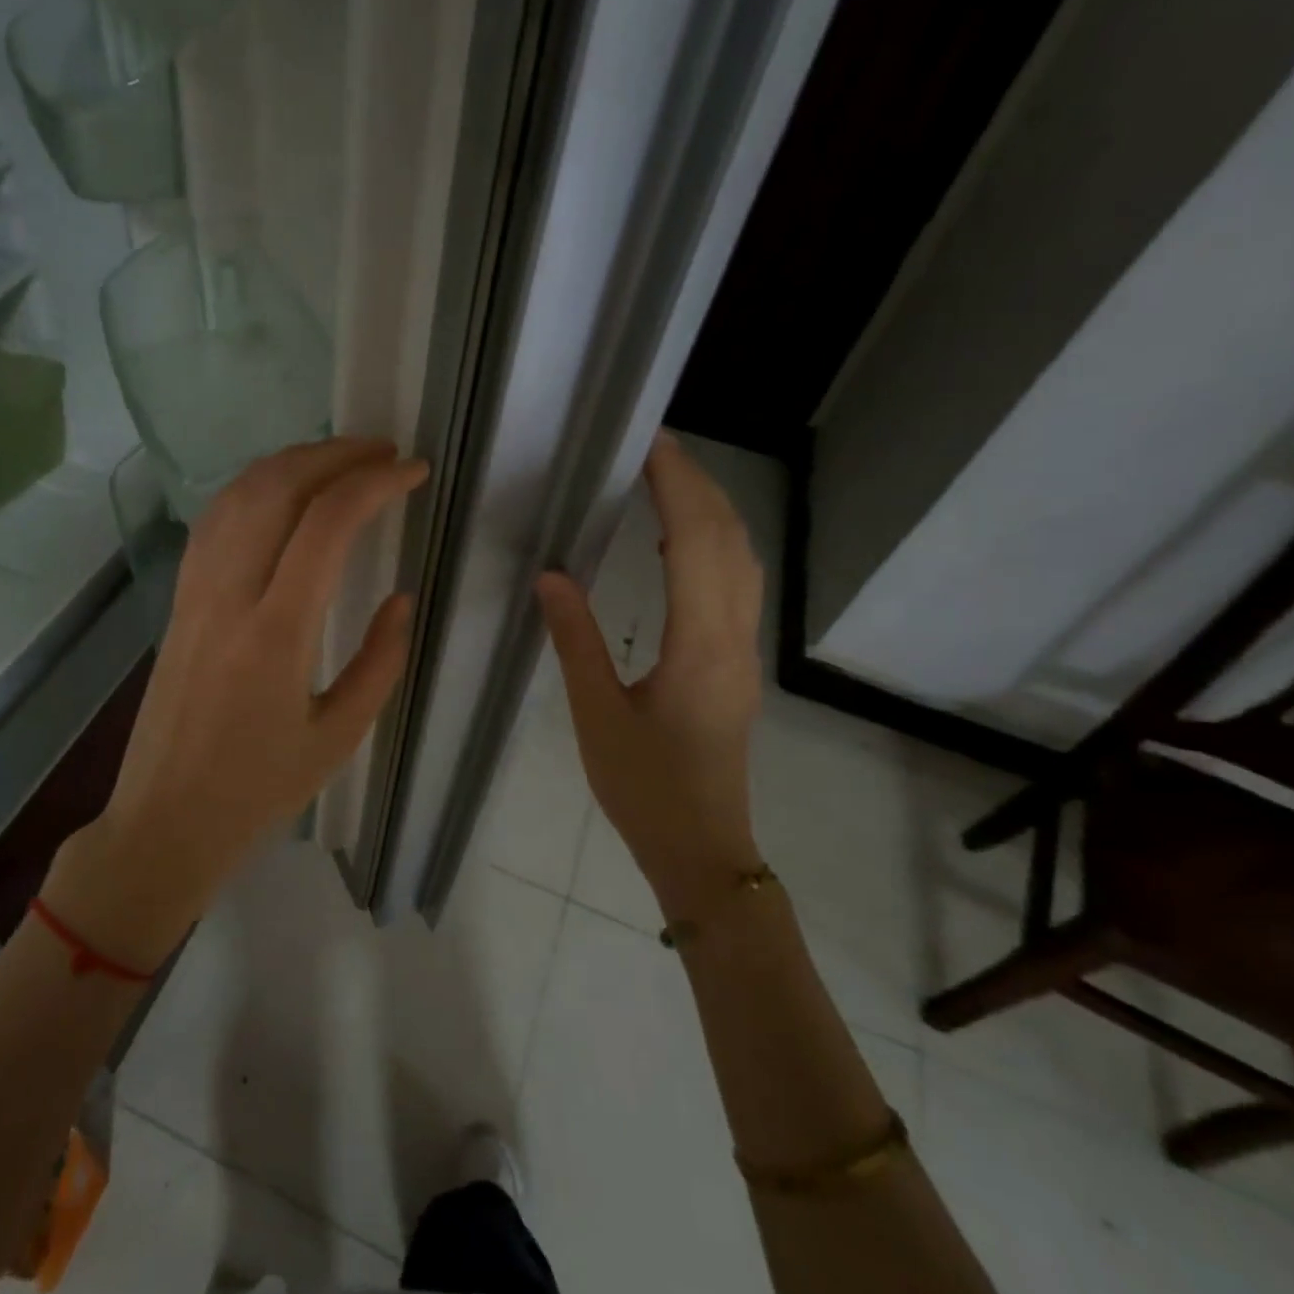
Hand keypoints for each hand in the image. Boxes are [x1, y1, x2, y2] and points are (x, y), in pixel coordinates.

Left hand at [41, 438, 427, 968]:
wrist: (165, 819)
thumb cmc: (257, 790)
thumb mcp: (339, 736)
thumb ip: (380, 661)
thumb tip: (401, 599)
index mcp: (276, 635)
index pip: (326, 525)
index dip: (374, 484)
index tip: (413, 471)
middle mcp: (228, 597)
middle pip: (276, 489)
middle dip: (334, 455)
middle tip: (381, 451)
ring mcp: (194, 593)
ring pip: (237, 495)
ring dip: (291, 462)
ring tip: (338, 459)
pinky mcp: (177, 600)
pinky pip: (213, 522)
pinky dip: (252, 488)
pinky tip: (279, 491)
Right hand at [535, 432, 764, 921]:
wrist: (702, 849)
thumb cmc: (645, 788)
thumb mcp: (597, 716)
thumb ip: (576, 640)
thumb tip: (551, 575)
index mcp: (700, 646)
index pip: (696, 543)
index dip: (677, 486)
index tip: (648, 444)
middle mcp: (733, 638)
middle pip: (730, 541)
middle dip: (697, 484)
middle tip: (652, 447)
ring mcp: (742, 652)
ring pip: (740, 562)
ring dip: (710, 512)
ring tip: (665, 480)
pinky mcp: (735, 665)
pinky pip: (734, 586)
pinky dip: (711, 546)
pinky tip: (678, 544)